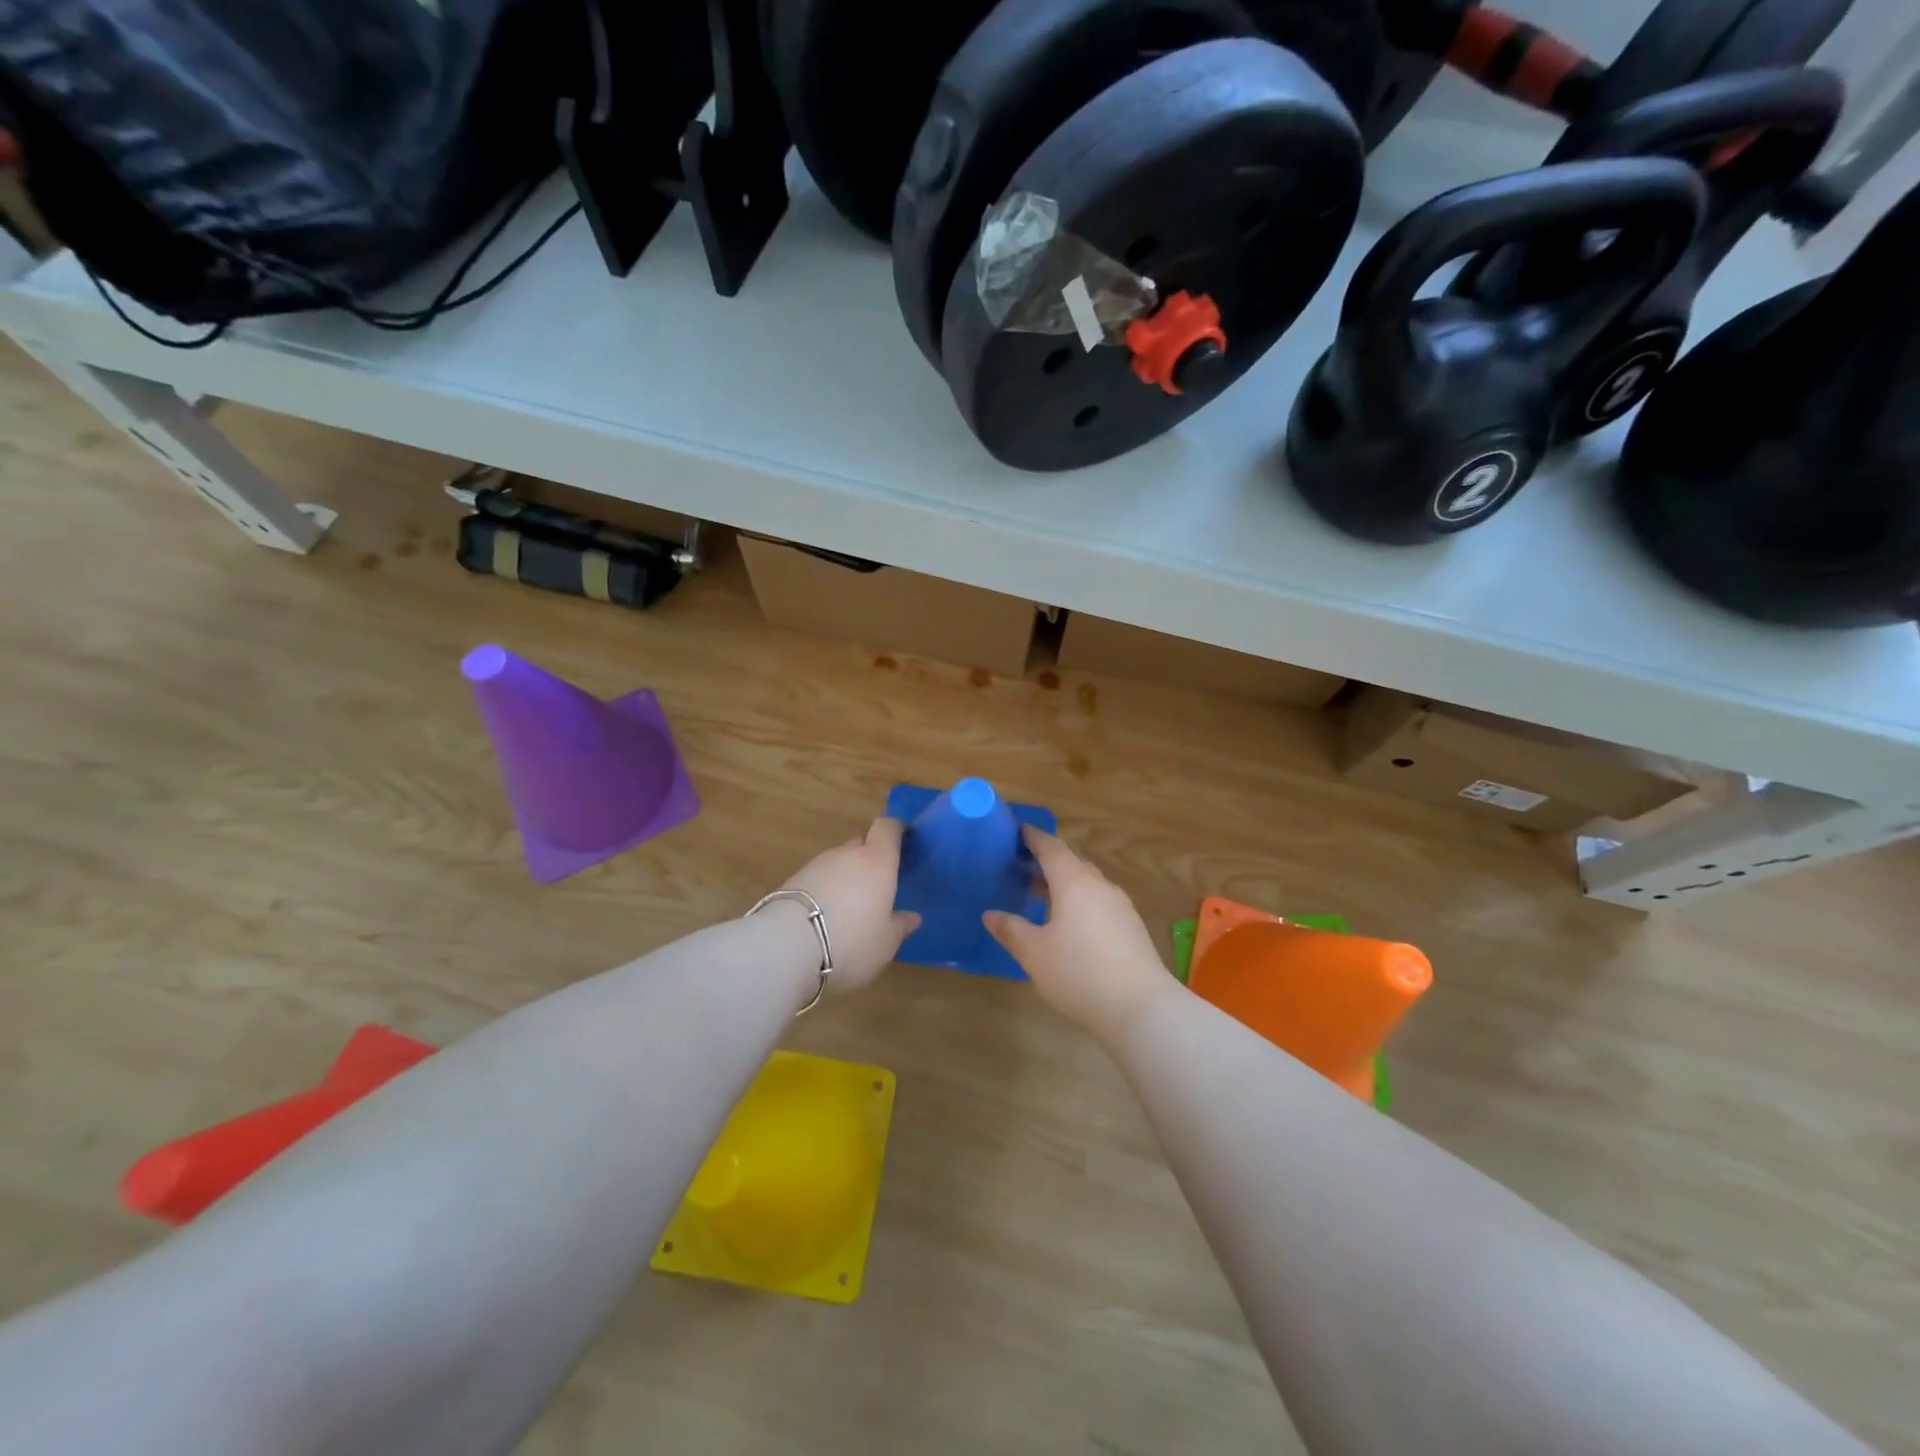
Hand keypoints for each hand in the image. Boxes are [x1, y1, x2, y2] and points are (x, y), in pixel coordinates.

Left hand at [778, 818, 919, 996]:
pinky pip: (817, 878)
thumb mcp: (885, 944)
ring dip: (845, 876)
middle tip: (876, 886)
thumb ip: (899, 927)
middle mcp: (847, 854)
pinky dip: (824, 890)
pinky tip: (823, 917)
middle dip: (870, 858)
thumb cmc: (851, 942)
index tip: (903, 843)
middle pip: (861, 843)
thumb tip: (911, 917)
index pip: (887, 828)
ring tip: (848, 907)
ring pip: (838, 862)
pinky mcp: (792, 880)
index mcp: (877, 861)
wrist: (786, 948)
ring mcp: (816, 865)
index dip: (895, 831)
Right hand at [983, 827, 1175, 1043]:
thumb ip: (1011, 930)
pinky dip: (1080, 901)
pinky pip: (1100, 902)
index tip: (1020, 831)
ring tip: (1042, 893)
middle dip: (1048, 861)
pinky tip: (1070, 922)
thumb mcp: (1035, 953)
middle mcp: (1100, 887)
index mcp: (1075, 883)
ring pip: (1088, 884)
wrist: (1140, 1007)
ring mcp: (1120, 907)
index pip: (1052, 849)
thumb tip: (990, 915)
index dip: (1035, 838)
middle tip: (1024, 865)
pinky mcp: (1131, 928)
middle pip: (1073, 863)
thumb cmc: (1079, 973)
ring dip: (1065, 883)